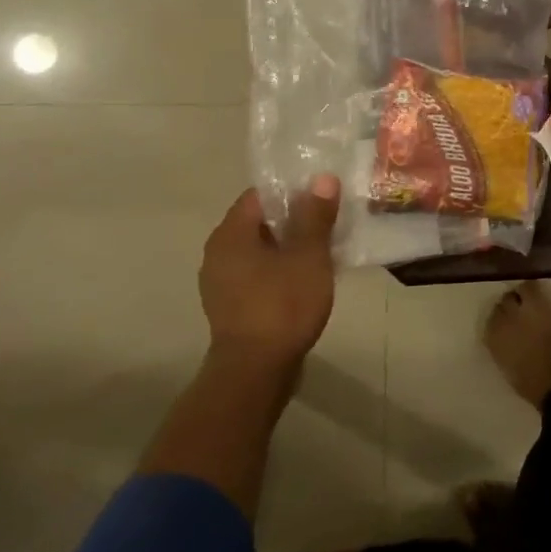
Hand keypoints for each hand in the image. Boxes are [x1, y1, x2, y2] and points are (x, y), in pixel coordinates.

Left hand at [197, 179, 339, 374]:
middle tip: (332, 218)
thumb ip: (315, 216)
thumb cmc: (282, 306)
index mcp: (230, 235)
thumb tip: (321, 179)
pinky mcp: (233, 306)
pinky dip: (283, 269)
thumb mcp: (308, 256)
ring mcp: (222, 283)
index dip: (293, 189)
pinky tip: (310, 277)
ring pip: (262, 250)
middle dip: (296, 218)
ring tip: (326, 247)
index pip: (260, 195)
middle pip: (261, 222)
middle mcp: (218, 254)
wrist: (256, 372)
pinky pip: (260, 273)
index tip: (324, 194)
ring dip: (291, 246)